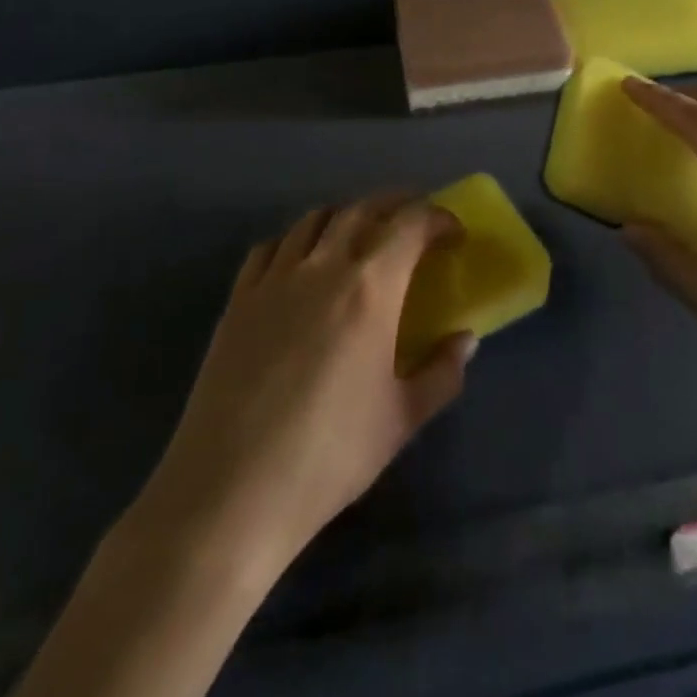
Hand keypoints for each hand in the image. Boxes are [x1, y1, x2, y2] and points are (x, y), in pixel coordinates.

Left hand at [133, 195, 475, 589]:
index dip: (437, 219)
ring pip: (315, 219)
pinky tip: (301, 263)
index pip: (410, 225)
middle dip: (396, 205)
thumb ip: (442, 373)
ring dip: (346, 216)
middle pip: (362, 209)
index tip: (453, 234)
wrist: (232, 491)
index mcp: (371, 288)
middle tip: (415, 222)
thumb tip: (465, 340)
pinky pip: (270, 247)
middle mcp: (323, 266)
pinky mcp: (238, 298)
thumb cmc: (329, 455)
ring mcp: (275, 278)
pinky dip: (295, 240)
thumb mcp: (401, 420)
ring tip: (360, 235)